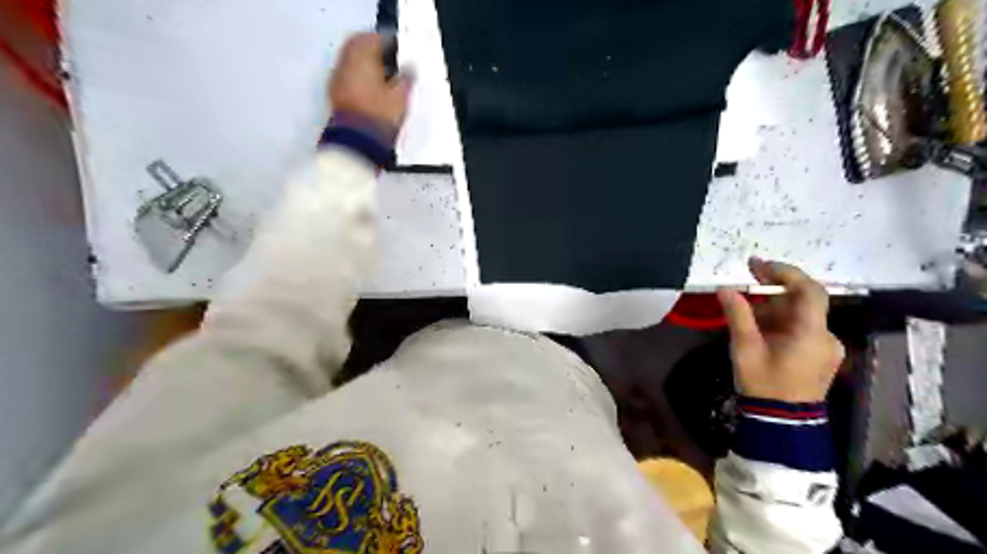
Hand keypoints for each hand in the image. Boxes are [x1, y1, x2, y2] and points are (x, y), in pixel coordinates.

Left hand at [329, 32, 409, 135]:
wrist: (359, 142)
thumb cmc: (379, 116)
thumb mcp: (402, 96)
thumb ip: (406, 78)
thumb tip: (408, 71)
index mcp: (361, 56)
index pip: (375, 39)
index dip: (391, 43)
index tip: (401, 51)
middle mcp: (345, 63)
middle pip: (359, 47)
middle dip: (375, 51)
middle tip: (392, 60)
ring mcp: (338, 79)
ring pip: (353, 62)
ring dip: (367, 65)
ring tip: (385, 77)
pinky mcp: (336, 95)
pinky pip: (349, 78)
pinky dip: (360, 79)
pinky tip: (373, 91)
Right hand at [715, 259, 844, 401]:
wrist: (783, 423)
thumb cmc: (764, 385)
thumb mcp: (745, 349)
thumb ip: (738, 316)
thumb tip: (726, 290)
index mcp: (811, 334)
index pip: (809, 291)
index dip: (786, 273)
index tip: (760, 265)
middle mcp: (826, 336)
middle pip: (803, 301)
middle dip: (775, 287)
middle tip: (749, 276)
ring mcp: (825, 347)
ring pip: (800, 314)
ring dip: (774, 306)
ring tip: (745, 308)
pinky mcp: (820, 355)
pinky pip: (800, 327)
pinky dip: (780, 320)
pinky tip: (759, 326)